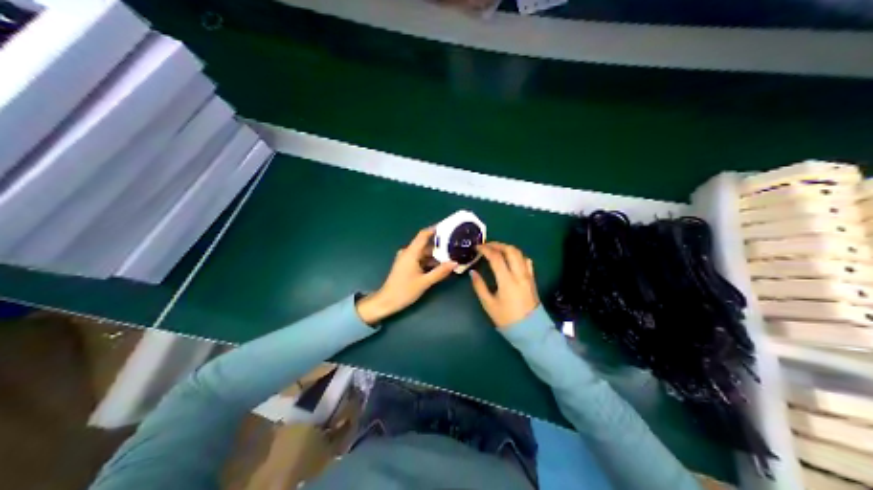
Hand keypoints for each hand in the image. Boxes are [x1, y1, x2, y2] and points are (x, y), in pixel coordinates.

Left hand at [355, 226, 457, 324]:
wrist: (387, 301)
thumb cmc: (404, 291)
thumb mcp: (425, 282)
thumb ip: (440, 272)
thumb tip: (455, 263)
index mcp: (411, 253)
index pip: (423, 235)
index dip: (435, 229)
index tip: (448, 227)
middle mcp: (408, 253)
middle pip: (425, 244)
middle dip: (440, 245)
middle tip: (455, 245)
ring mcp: (406, 259)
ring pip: (424, 253)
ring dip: (436, 255)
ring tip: (451, 256)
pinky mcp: (406, 266)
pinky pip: (420, 259)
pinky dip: (430, 261)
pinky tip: (440, 266)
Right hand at [470, 241, 538, 329]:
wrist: (529, 329)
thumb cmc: (506, 318)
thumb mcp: (489, 304)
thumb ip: (479, 286)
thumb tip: (473, 272)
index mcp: (507, 280)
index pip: (496, 258)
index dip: (486, 249)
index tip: (477, 247)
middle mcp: (519, 274)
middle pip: (510, 250)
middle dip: (497, 245)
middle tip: (486, 245)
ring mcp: (528, 275)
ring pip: (519, 253)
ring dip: (507, 248)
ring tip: (497, 250)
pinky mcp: (532, 279)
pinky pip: (526, 261)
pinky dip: (517, 255)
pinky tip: (510, 259)